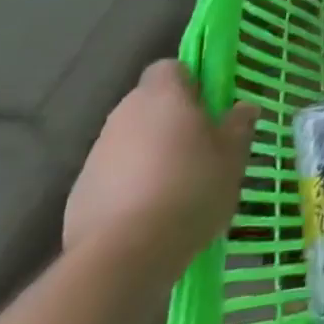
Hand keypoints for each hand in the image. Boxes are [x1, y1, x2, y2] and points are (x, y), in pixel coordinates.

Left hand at [63, 60, 259, 281]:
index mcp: (163, 94)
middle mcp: (125, 113)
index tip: (206, 109)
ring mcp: (97, 153)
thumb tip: (244, 107)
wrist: (125, 255)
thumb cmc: (191, 190)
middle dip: (169, 122)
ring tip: (173, 193)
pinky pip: (111, 178)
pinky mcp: (79, 193)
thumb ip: (238, 126)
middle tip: (197, 152)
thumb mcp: (232, 157)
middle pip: (148, 105)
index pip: (170, 68)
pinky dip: (126, 189)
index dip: (188, 84)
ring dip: (147, 156)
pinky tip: (145, 219)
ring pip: (129, 142)